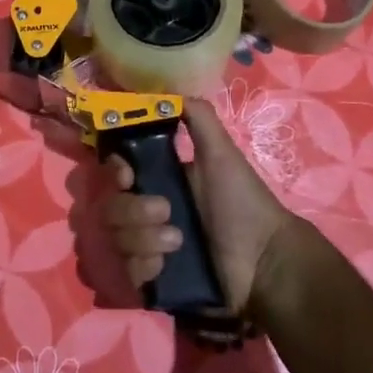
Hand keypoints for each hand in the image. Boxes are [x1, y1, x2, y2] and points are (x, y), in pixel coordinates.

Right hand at [101, 98, 303, 315]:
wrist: (264, 261)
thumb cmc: (242, 203)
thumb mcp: (222, 154)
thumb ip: (199, 119)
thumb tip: (171, 92)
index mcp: (158, 180)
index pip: (114, 171)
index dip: (114, 170)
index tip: (128, 175)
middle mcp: (146, 213)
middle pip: (109, 208)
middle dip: (133, 211)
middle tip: (166, 213)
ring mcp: (147, 248)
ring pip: (115, 239)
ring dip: (143, 239)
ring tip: (177, 244)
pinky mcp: (152, 280)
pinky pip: (126, 271)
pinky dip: (144, 267)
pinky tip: (166, 266)